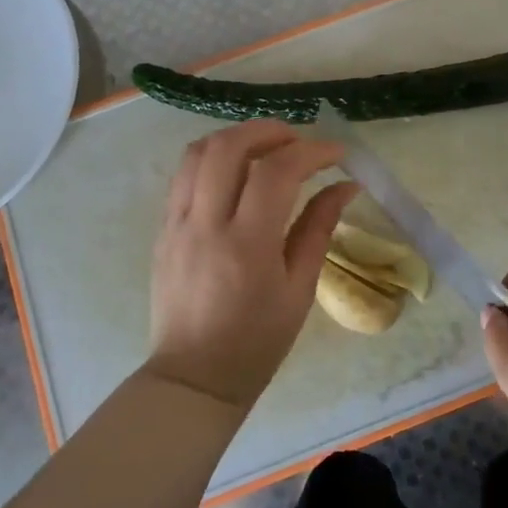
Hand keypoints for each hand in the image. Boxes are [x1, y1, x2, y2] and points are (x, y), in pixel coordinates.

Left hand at [146, 121, 356, 411]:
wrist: (194, 376)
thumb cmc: (257, 341)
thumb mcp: (300, 289)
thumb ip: (319, 229)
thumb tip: (345, 186)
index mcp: (247, 245)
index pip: (277, 172)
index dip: (312, 151)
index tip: (338, 154)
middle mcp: (205, 224)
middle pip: (227, 146)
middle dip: (268, 130)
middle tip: (298, 141)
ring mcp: (176, 224)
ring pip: (197, 153)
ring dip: (236, 138)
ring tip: (267, 150)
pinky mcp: (162, 230)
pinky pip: (184, 176)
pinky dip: (213, 160)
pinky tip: (237, 175)